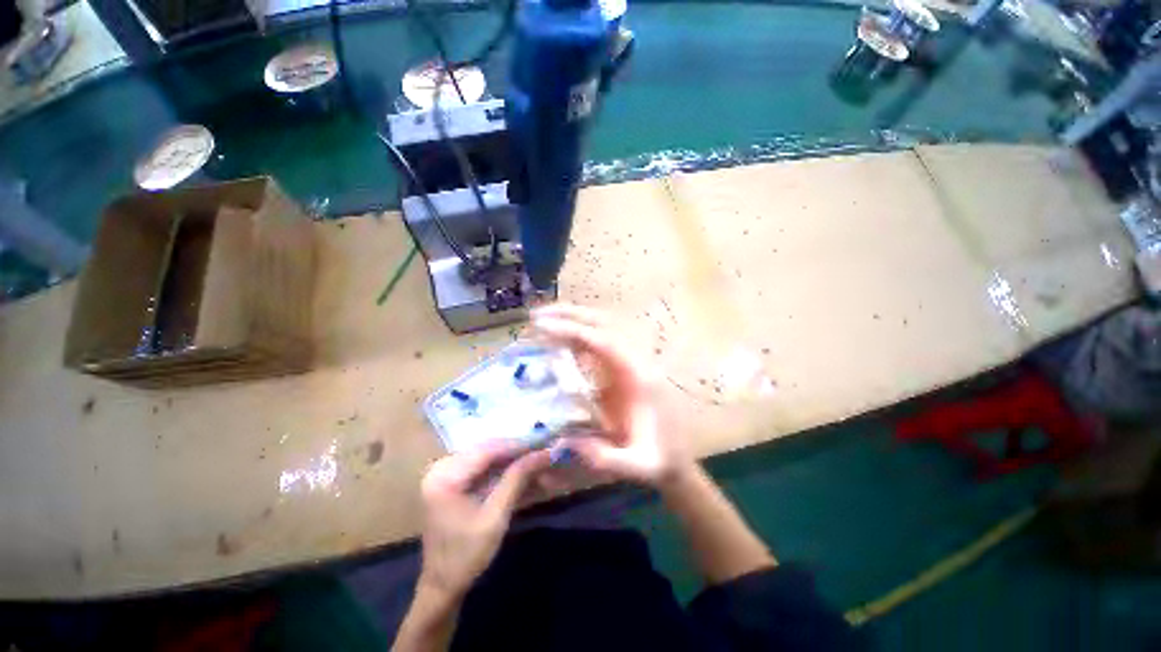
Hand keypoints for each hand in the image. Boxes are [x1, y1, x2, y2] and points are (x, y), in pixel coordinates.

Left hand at [417, 443, 551, 602]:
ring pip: (486, 454)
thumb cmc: (467, 555)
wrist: (442, 585)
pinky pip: (481, 464)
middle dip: (516, 450)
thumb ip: (517, 479)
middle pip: (486, 449)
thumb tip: (545, 453)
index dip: (518, 445)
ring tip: (535, 459)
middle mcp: (441, 467)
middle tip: (542, 451)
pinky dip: (501, 467)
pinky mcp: (450, 479)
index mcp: (444, 477)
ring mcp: (444, 472)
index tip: (544, 443)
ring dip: (511, 458)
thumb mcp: (496, 517)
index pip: (487, 450)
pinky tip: (519, 469)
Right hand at [533, 304, 694, 487]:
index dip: (573, 330)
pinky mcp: (626, 368)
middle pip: (605, 324)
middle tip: (537, 316)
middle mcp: (638, 361)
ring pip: (604, 328)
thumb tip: (565, 441)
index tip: (541, 327)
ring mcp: (633, 362)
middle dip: (570, 315)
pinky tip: (560, 342)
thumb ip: (605, 458)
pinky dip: (579, 337)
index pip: (604, 341)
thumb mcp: (636, 466)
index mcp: (640, 377)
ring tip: (544, 321)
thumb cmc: (658, 460)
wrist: (676, 458)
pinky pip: (602, 343)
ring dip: (575, 320)